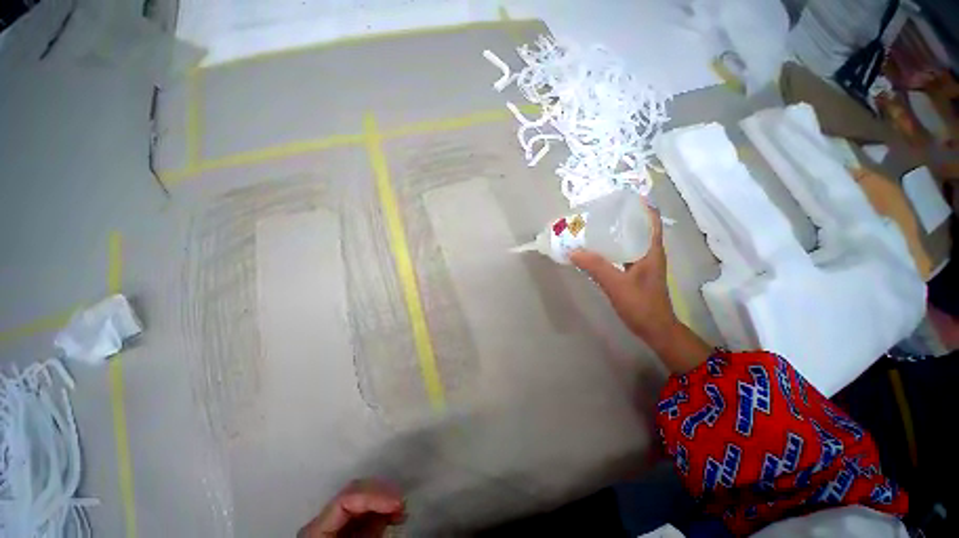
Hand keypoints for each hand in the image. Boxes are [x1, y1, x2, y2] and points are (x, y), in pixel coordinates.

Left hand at [299, 480, 404, 537]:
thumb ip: (370, 534)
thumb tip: (396, 512)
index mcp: (316, 530)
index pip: (346, 499)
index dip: (374, 496)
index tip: (397, 503)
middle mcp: (324, 522)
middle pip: (355, 493)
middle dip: (381, 494)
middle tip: (401, 503)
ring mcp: (336, 526)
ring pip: (363, 499)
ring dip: (385, 500)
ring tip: (401, 510)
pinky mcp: (348, 531)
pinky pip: (367, 513)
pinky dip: (384, 511)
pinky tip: (396, 516)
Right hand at [569, 202, 675, 342]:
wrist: (654, 329)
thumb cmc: (641, 305)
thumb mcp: (616, 284)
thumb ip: (595, 266)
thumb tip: (573, 250)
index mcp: (651, 250)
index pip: (651, 220)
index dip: (640, 206)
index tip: (621, 198)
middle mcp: (648, 253)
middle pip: (637, 228)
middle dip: (620, 218)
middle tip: (599, 212)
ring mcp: (642, 263)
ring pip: (628, 241)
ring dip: (614, 233)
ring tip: (594, 227)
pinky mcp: (635, 273)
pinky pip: (622, 254)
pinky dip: (610, 249)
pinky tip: (596, 250)